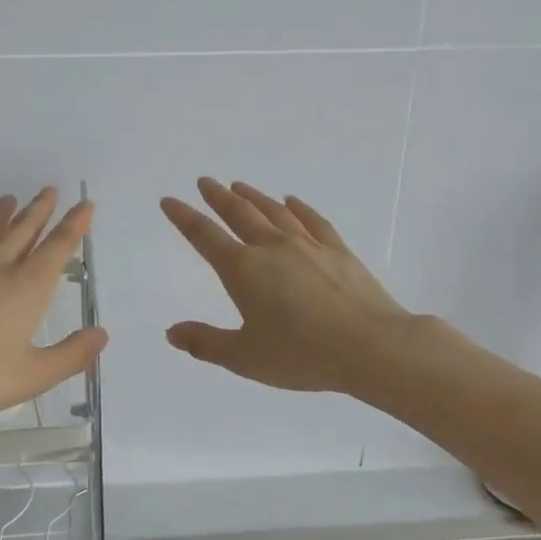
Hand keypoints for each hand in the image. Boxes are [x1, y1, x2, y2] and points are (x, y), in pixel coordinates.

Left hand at [0, 189, 106, 428]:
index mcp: (27, 286)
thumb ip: (70, 356)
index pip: (57, 247)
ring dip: (2, 215)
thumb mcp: (31, 375)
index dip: (74, 225)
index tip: (85, 204)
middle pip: (22, 230)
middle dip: (40, 210)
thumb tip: (101, 334)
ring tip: (9, 199)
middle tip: (50, 190)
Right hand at [161, 178, 417, 394]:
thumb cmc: (302, 355)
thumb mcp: (245, 357)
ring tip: (239, 185)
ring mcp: (308, 245)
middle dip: (218, 197)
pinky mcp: (338, 251)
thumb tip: (172, 332)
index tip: (169, 200)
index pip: (205, 236)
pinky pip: (313, 221)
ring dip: (254, 197)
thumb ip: (206, 343)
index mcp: (243, 270)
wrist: (370, 346)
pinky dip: (299, 208)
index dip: (184, 217)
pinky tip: (292, 201)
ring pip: (274, 212)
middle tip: (205, 182)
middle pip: (239, 214)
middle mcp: (272, 248)